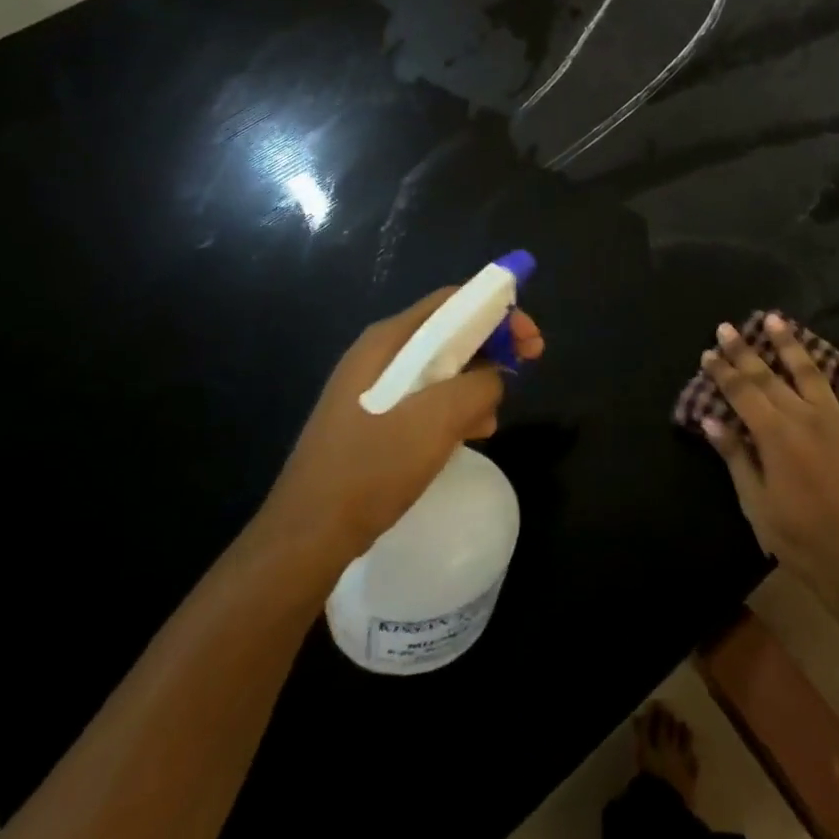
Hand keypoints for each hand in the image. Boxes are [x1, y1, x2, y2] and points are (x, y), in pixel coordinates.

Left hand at [263, 287, 544, 557]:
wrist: (307, 537)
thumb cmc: (373, 467)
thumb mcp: (438, 420)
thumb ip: (479, 385)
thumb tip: (495, 377)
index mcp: (388, 340)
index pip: (454, 302)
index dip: (499, 310)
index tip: (531, 339)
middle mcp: (379, 354)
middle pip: (449, 332)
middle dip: (492, 347)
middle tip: (527, 367)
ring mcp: (373, 388)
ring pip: (441, 368)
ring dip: (476, 384)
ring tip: (492, 417)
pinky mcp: (373, 420)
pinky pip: (426, 398)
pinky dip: (454, 408)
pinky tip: (469, 435)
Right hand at [699, 314, 838, 603]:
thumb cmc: (800, 538)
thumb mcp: (757, 504)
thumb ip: (736, 457)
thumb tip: (711, 420)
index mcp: (775, 434)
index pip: (742, 392)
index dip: (723, 371)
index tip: (709, 352)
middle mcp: (805, 416)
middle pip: (769, 375)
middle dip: (745, 350)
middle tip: (727, 327)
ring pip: (812, 371)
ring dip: (791, 344)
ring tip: (775, 319)